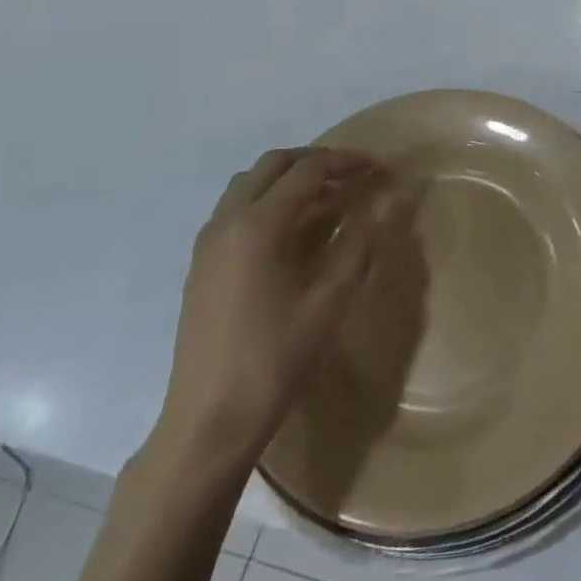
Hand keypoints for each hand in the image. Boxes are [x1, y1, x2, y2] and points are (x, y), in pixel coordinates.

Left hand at [156, 147, 382, 469]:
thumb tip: (374, 211)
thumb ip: (356, 247)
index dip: (346, 162)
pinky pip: (236, 210)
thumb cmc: (275, 360)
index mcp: (259, 226)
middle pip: (273, 165)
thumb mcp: (329, 303)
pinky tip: (293, 230)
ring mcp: (208, 243)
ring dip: (289, 178)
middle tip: (353, 174)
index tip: (379, 167)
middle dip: (316, 160)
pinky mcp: (202, 264)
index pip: (307, 171)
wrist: (209, 420)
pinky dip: (268, 201)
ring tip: (327, 197)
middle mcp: (228, 222)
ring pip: (249, 184)